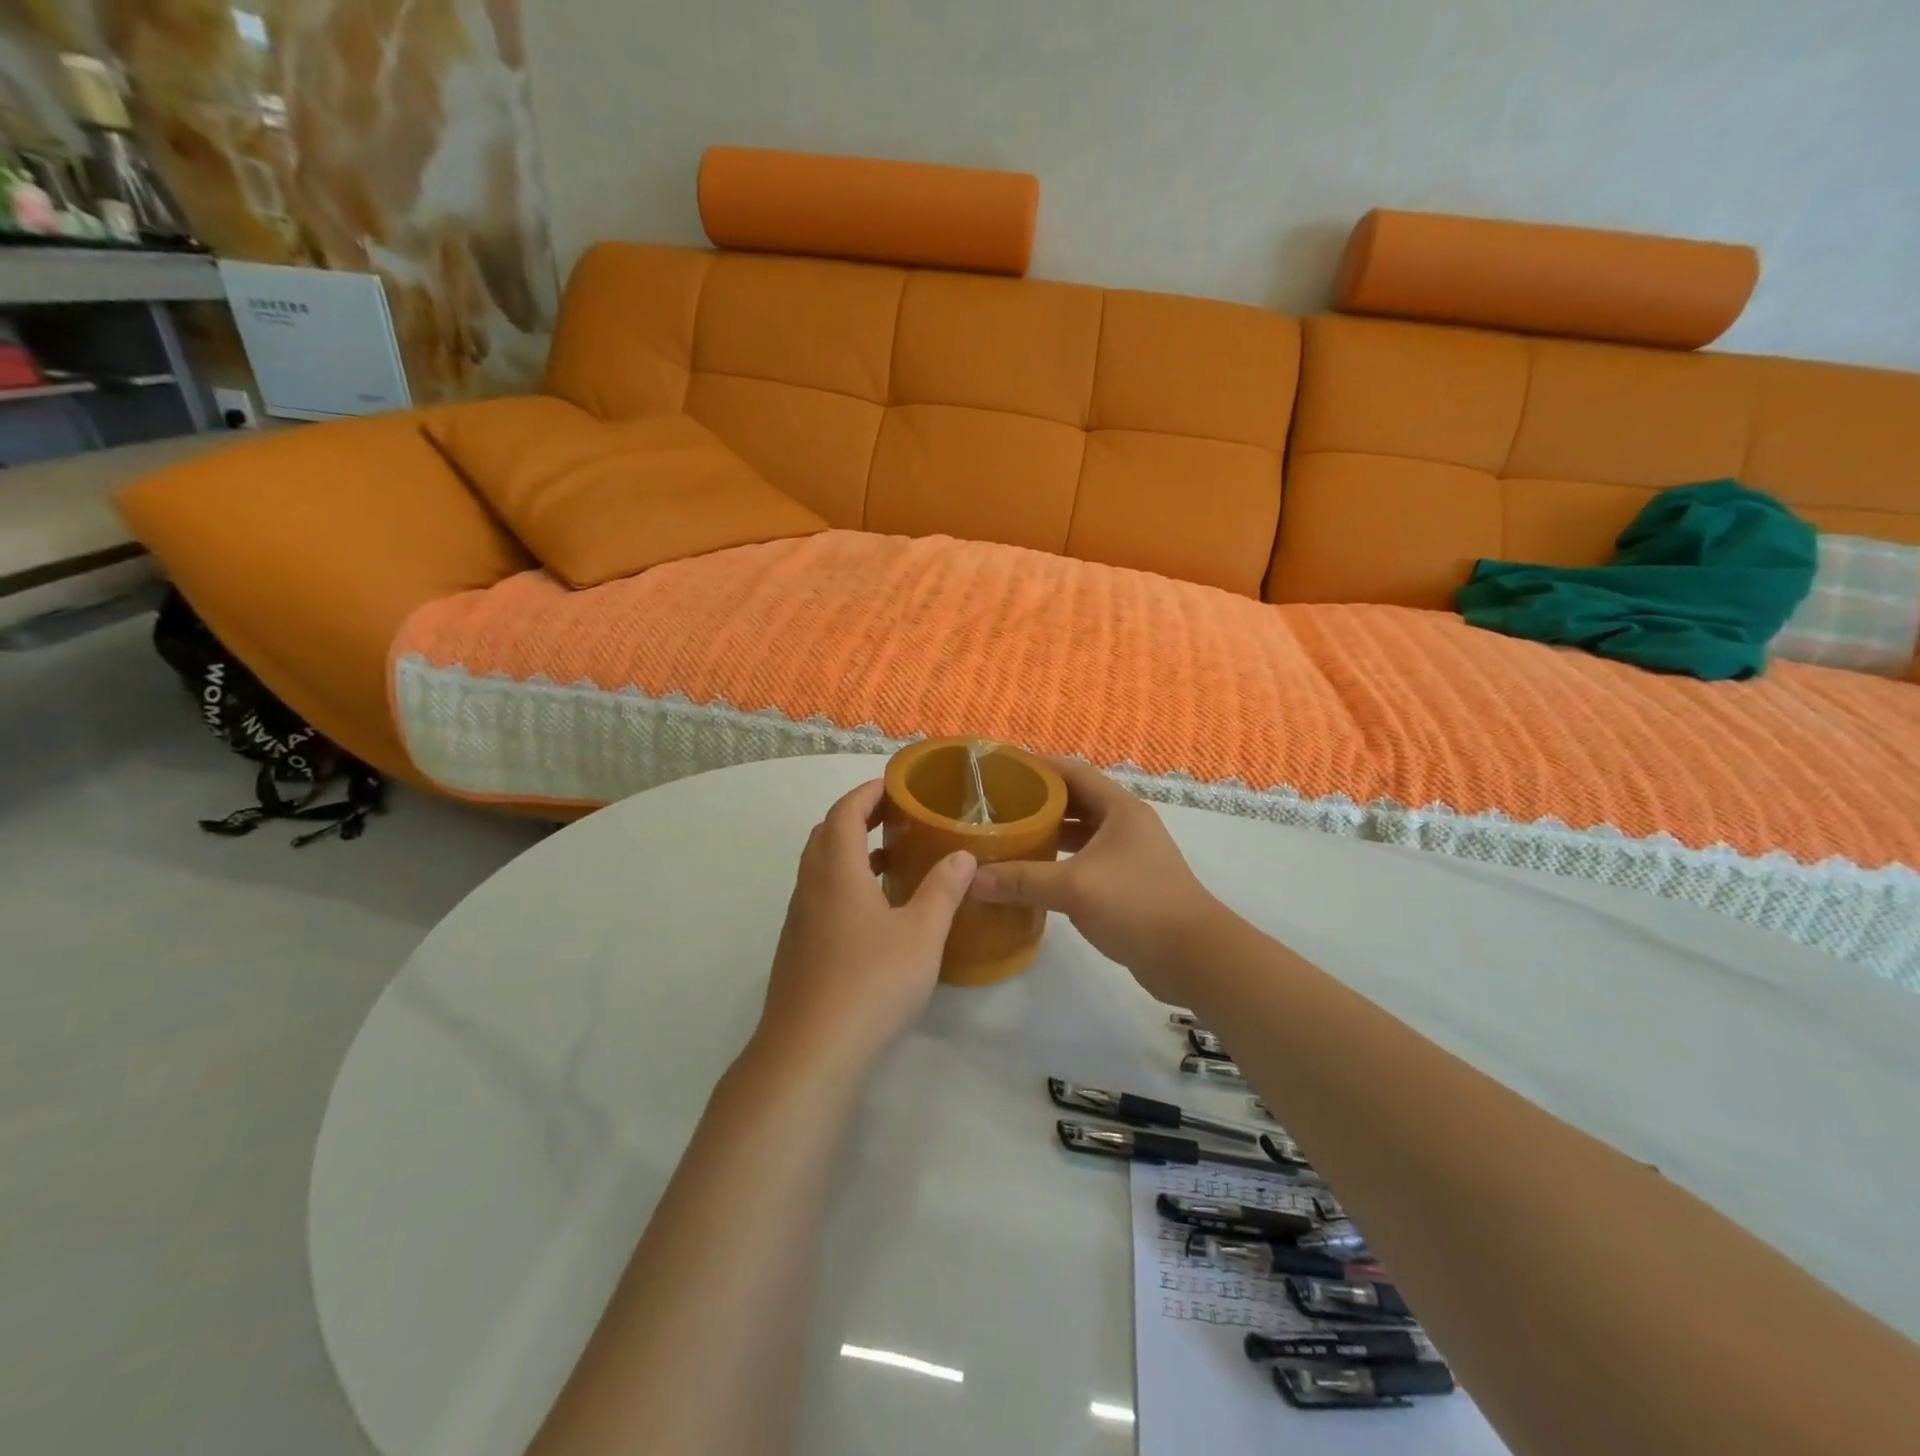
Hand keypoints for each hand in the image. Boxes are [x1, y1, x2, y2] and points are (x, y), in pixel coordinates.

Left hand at [753, 779, 976, 1077]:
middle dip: (857, 817)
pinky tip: (874, 913)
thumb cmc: (871, 982)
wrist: (810, 1052)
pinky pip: (819, 897)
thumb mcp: (921, 934)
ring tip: (890, 859)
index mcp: (836, 871)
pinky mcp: (797, 950)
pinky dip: (844, 884)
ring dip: (849, 852)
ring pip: (820, 868)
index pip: (844, 812)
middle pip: (826, 835)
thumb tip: (962, 855)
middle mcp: (811, 888)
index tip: (894, 786)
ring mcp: (799, 921)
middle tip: (894, 817)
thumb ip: (943, 890)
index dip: (867, 793)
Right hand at [970, 758, 1221, 997]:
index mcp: (1119, 808)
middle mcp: (1125, 824)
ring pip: (1080, 833)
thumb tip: (971, 879)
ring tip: (1006, 836)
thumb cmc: (1136, 905)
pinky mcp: (1126, 883)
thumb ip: (1022, 880)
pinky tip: (1031, 874)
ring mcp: (1128, 855)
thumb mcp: (1074, 887)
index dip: (1037, 765)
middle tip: (995, 806)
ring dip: (1047, 833)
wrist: (1193, 957)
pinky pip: (1085, 861)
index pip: (1072, 771)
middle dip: (1036, 801)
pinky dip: (1058, 861)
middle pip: (1075, 800)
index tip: (1000, 769)